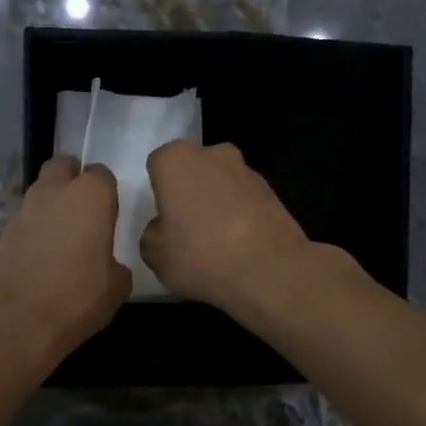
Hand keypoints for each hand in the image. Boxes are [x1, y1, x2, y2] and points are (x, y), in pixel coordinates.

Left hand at [0, 156, 131, 364]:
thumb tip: (108, 265)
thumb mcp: (117, 288)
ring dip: (52, 205)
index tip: (110, 214)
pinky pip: (26, 220)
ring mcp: (24, 210)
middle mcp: (55, 192)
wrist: (15, 320)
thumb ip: (116, 266)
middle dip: (73, 180)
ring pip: (41, 191)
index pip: (102, 175)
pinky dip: (35, 229)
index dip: (107, 193)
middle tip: (85, 211)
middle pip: (63, 167)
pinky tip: (43, 257)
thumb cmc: (77, 297)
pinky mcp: (3, 232)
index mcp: (91, 196)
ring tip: (64, 238)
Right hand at [141, 141, 314, 311]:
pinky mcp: (273, 192)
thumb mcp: (155, 255)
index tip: (162, 217)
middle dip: (189, 191)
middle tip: (186, 228)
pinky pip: (245, 201)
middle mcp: (213, 154)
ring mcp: (247, 171)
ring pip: (221, 184)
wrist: (269, 271)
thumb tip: (164, 229)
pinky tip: (239, 247)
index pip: (158, 164)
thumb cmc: (199, 255)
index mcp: (176, 160)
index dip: (158, 191)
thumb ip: (152, 235)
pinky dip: (240, 216)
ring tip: (216, 243)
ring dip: (217, 203)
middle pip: (193, 169)